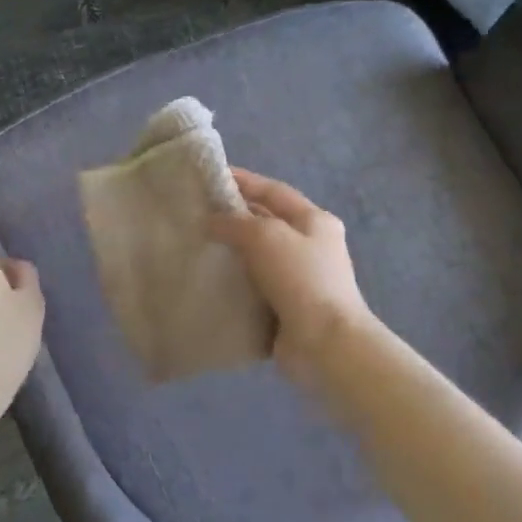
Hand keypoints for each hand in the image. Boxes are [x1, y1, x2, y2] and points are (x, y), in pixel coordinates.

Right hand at [210, 168, 374, 385]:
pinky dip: (235, 282)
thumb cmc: (301, 279)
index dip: (243, 181)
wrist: (325, 343)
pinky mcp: (287, 308)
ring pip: (259, 257)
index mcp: (314, 221)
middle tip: (196, 214)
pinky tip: (209, 281)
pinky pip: (256, 287)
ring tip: (196, 246)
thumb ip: (236, 223)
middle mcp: (310, 246)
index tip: (210, 177)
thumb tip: (212, 221)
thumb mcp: (266, 237)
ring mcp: (300, 279)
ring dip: (231, 252)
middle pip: (267, 223)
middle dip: (234, 216)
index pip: (274, 191)